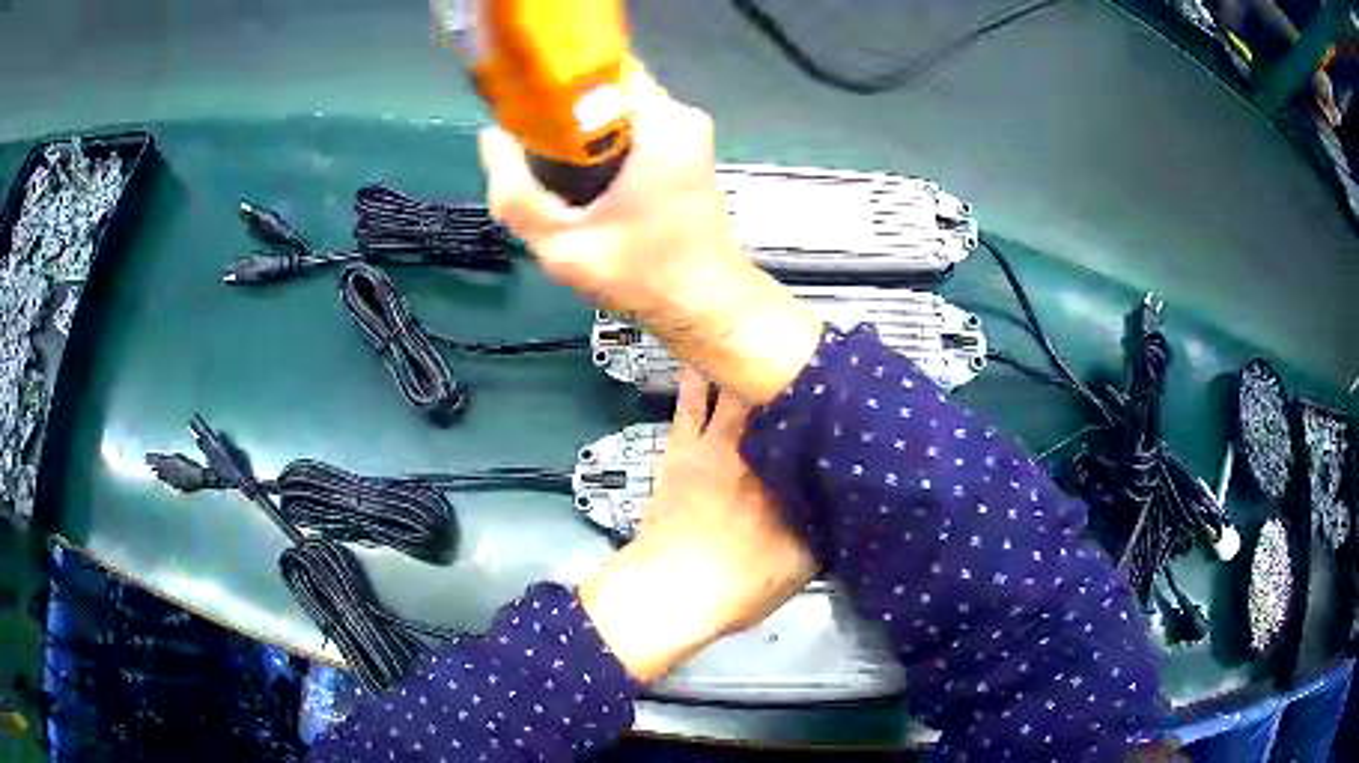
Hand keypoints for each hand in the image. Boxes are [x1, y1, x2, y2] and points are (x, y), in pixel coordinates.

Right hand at [479, 69, 821, 404]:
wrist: (706, 306)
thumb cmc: (641, 277)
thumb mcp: (562, 246)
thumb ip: (515, 194)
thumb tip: (489, 138)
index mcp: (661, 125)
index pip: (597, 69)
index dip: (553, 85)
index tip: (523, 114)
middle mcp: (681, 116)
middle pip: (605, 90)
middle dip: (563, 115)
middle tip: (533, 156)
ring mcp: (689, 132)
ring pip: (617, 110)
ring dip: (581, 133)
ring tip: (555, 174)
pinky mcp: (688, 149)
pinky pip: (633, 128)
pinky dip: (604, 145)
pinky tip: (586, 183)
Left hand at [579, 369, 815, 682]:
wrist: (675, 591)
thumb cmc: (739, 584)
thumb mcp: (803, 563)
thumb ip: (825, 524)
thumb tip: (839, 500)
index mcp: (791, 476)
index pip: (818, 428)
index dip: (830, 402)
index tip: (842, 380)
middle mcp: (758, 450)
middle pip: (782, 396)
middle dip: (795, 368)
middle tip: (807, 343)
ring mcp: (717, 445)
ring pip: (738, 389)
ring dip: (749, 363)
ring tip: (763, 330)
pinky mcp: (683, 449)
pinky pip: (692, 403)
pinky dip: (698, 376)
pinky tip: (703, 354)